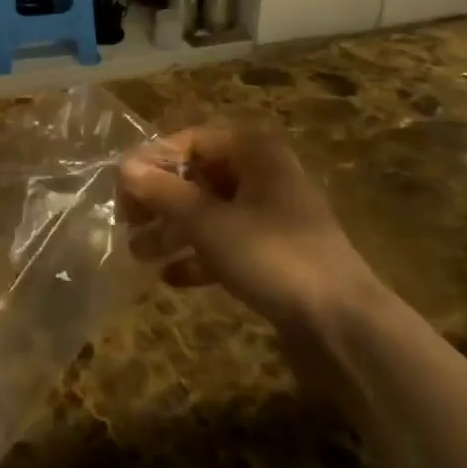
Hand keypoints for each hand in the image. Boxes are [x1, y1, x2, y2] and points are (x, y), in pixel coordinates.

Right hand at [119, 125, 379, 333]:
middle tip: (126, 221)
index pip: (191, 141)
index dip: (153, 160)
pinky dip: (200, 256)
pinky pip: (228, 244)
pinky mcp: (276, 254)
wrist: (345, 326)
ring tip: (137, 253)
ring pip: (210, 212)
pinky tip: (171, 278)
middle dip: (160, 200)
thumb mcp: (208, 222)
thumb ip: (163, 192)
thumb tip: (123, 167)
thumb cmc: (272, 255)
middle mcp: (264, 175)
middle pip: (199, 176)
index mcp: (254, 152)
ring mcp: (272, 216)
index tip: (121, 187)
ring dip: (173, 230)